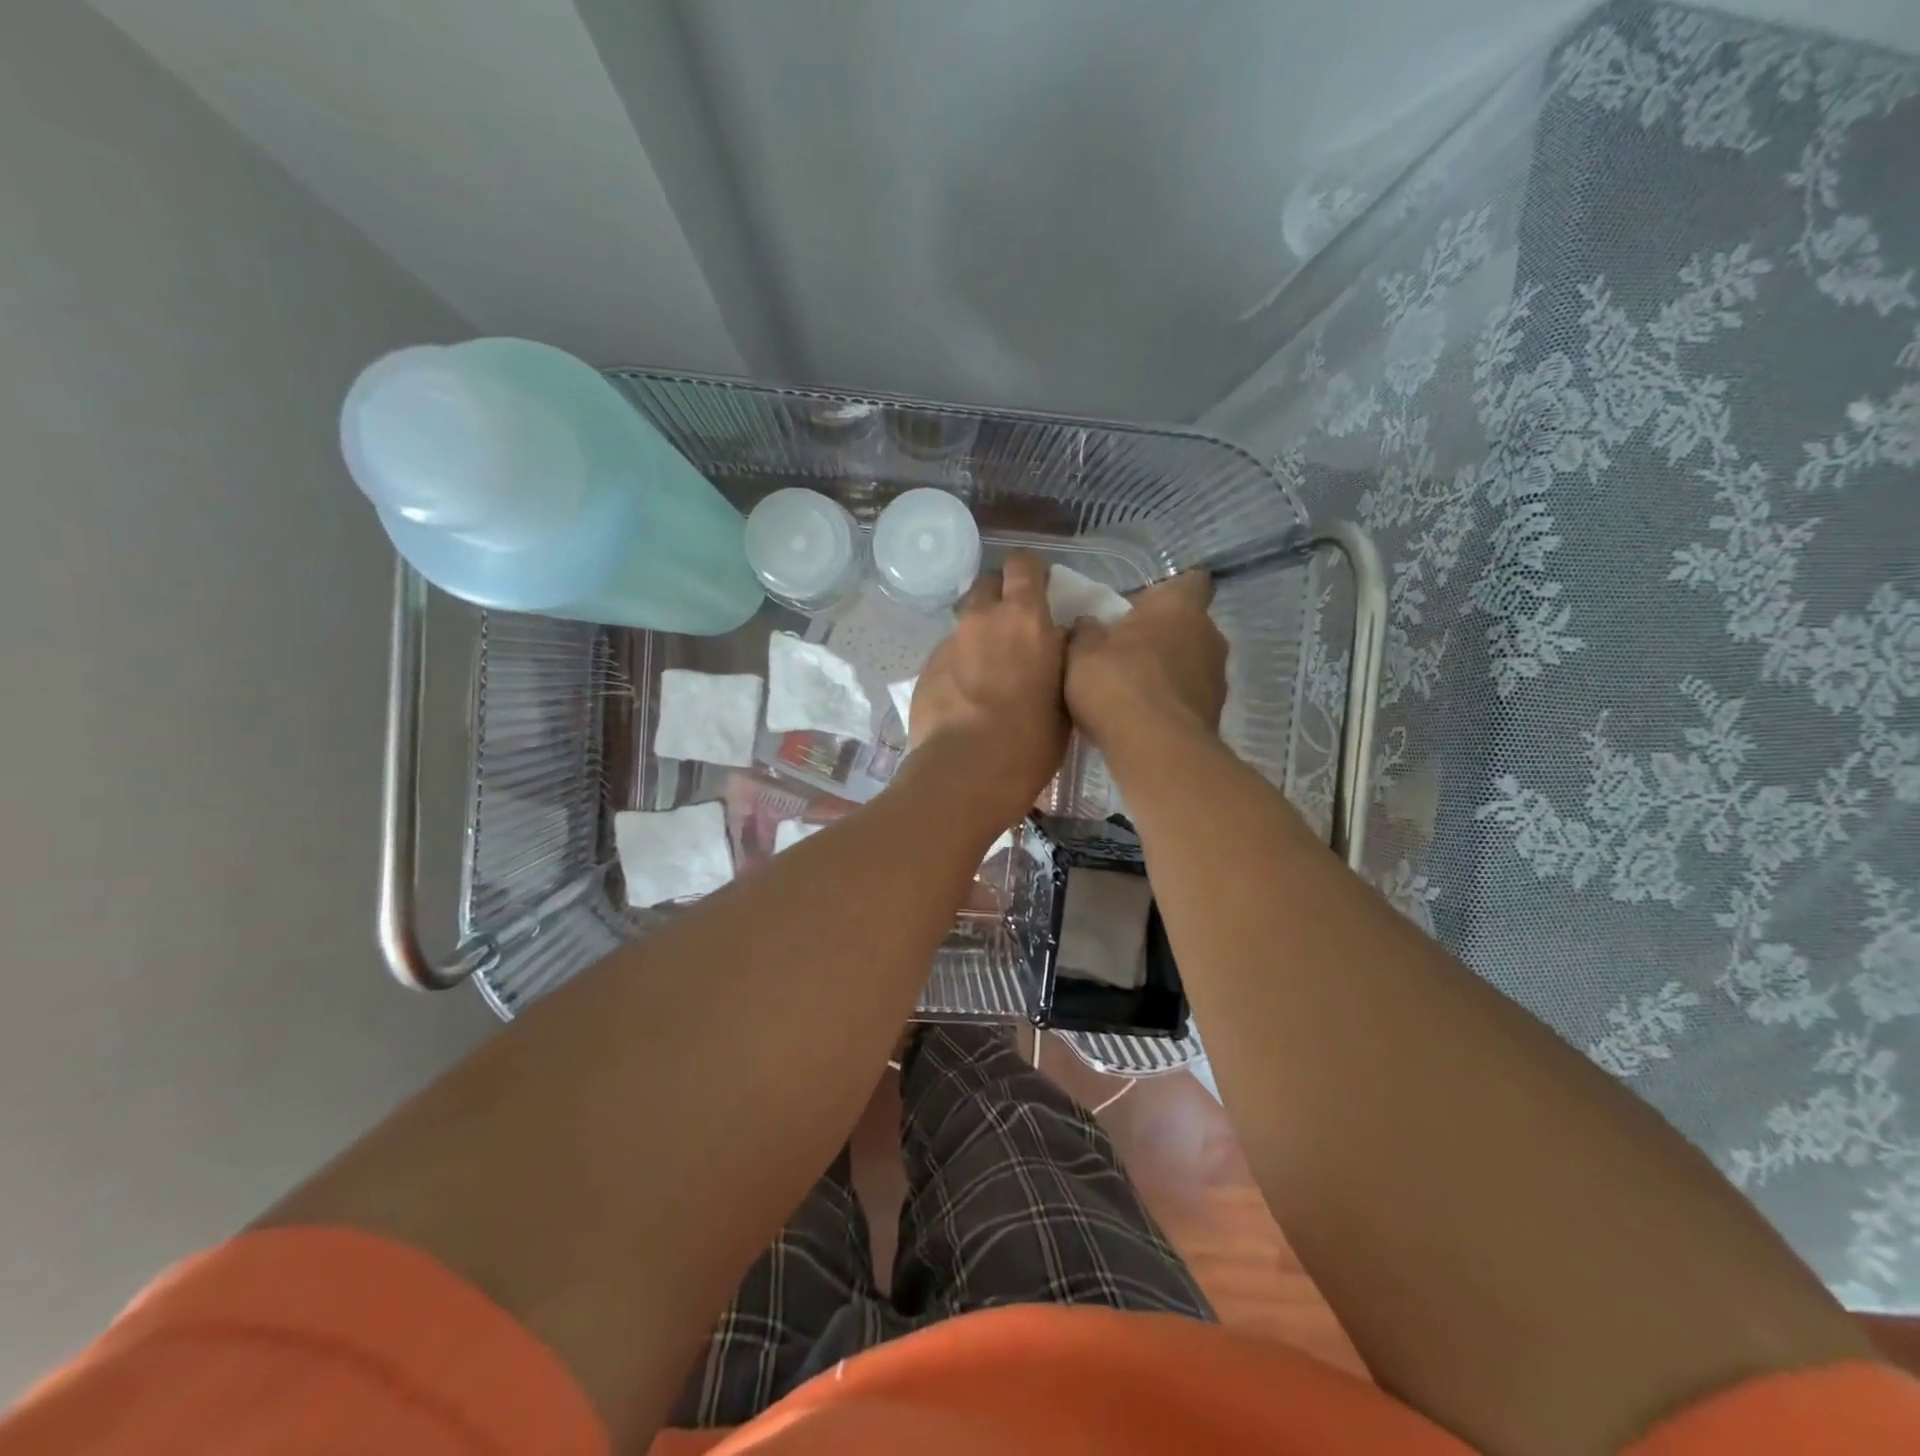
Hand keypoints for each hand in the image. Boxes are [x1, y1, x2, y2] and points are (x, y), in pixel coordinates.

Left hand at [909, 552, 1068, 824]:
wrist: (964, 774)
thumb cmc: (1029, 741)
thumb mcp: (1065, 699)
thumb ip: (1061, 659)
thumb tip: (1060, 641)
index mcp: (1025, 619)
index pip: (1024, 565)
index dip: (1031, 573)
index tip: (1040, 592)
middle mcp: (982, 619)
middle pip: (987, 583)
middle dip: (1000, 596)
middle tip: (1013, 628)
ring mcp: (949, 643)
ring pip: (965, 622)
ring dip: (979, 635)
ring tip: (988, 672)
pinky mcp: (925, 669)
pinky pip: (947, 655)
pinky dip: (959, 666)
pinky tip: (965, 699)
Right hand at [1065, 571, 1226, 759]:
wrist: (1156, 750)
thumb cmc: (1118, 684)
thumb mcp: (1080, 653)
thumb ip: (1084, 632)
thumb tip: (1088, 624)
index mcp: (1180, 607)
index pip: (1190, 581)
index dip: (1165, 593)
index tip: (1138, 609)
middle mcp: (1209, 635)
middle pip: (1187, 625)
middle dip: (1160, 636)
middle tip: (1124, 652)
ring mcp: (1217, 677)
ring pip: (1190, 663)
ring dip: (1166, 672)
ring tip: (1130, 691)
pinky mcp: (1215, 715)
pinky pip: (1188, 698)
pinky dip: (1169, 703)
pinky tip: (1141, 719)